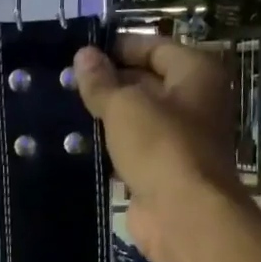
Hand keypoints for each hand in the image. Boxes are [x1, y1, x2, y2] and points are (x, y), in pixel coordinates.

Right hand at [73, 33, 241, 261]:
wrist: (183, 214)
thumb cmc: (160, 146)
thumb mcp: (124, 105)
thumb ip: (101, 81)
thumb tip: (83, 55)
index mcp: (197, 73)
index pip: (154, 47)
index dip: (118, 47)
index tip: (80, 53)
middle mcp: (195, 101)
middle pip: (147, 82)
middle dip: (109, 83)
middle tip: (65, 82)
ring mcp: (181, 139)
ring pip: (137, 119)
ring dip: (106, 117)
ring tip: (63, 110)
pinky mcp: (164, 171)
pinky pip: (133, 150)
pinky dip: (110, 147)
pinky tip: (77, 145)